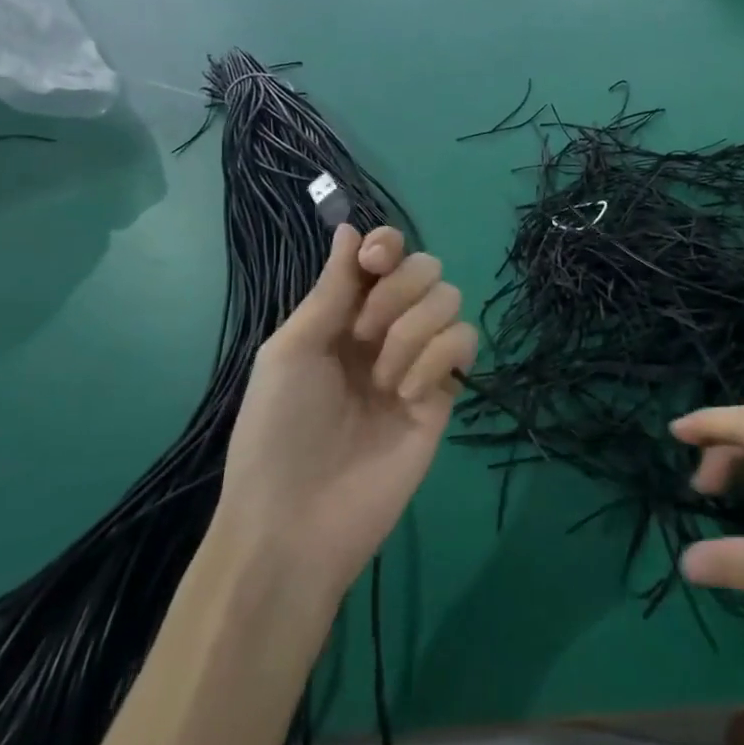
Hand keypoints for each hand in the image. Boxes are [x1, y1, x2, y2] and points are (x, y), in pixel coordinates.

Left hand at [218, 224, 476, 598]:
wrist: (298, 519)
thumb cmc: (278, 430)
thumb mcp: (291, 349)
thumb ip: (331, 289)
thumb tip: (349, 225)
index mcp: (343, 315)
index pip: (383, 256)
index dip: (386, 245)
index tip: (374, 261)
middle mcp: (385, 330)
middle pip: (426, 269)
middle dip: (399, 291)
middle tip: (364, 334)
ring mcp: (419, 360)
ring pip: (451, 301)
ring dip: (415, 330)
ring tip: (383, 379)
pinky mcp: (446, 393)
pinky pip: (465, 344)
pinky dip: (439, 358)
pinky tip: (406, 396)